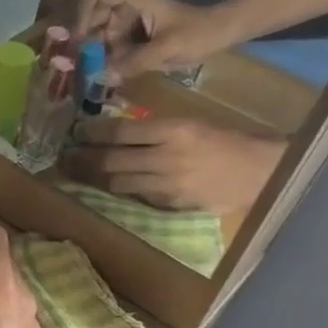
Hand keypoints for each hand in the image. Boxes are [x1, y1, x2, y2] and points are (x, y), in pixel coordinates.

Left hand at [61, 116, 285, 212]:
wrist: (263, 172)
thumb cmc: (229, 140)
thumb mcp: (192, 123)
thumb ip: (155, 129)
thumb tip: (114, 132)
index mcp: (174, 130)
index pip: (120, 132)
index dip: (92, 133)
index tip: (76, 132)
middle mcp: (166, 157)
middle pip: (111, 160)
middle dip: (83, 158)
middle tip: (64, 157)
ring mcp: (168, 184)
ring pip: (118, 182)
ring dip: (94, 178)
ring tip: (74, 173)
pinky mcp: (172, 204)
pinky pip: (137, 197)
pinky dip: (120, 190)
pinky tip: (105, 186)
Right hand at [75, 0, 234, 78]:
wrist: (224, 33)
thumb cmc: (199, 34)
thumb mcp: (168, 49)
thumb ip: (134, 62)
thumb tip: (102, 76)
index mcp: (134, 0)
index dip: (81, 14)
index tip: (80, 40)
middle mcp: (127, 8)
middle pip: (91, 18)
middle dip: (84, 41)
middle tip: (82, 65)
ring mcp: (130, 22)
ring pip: (99, 34)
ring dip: (94, 53)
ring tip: (94, 73)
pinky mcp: (134, 36)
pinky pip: (111, 46)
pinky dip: (106, 59)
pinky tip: (106, 74)